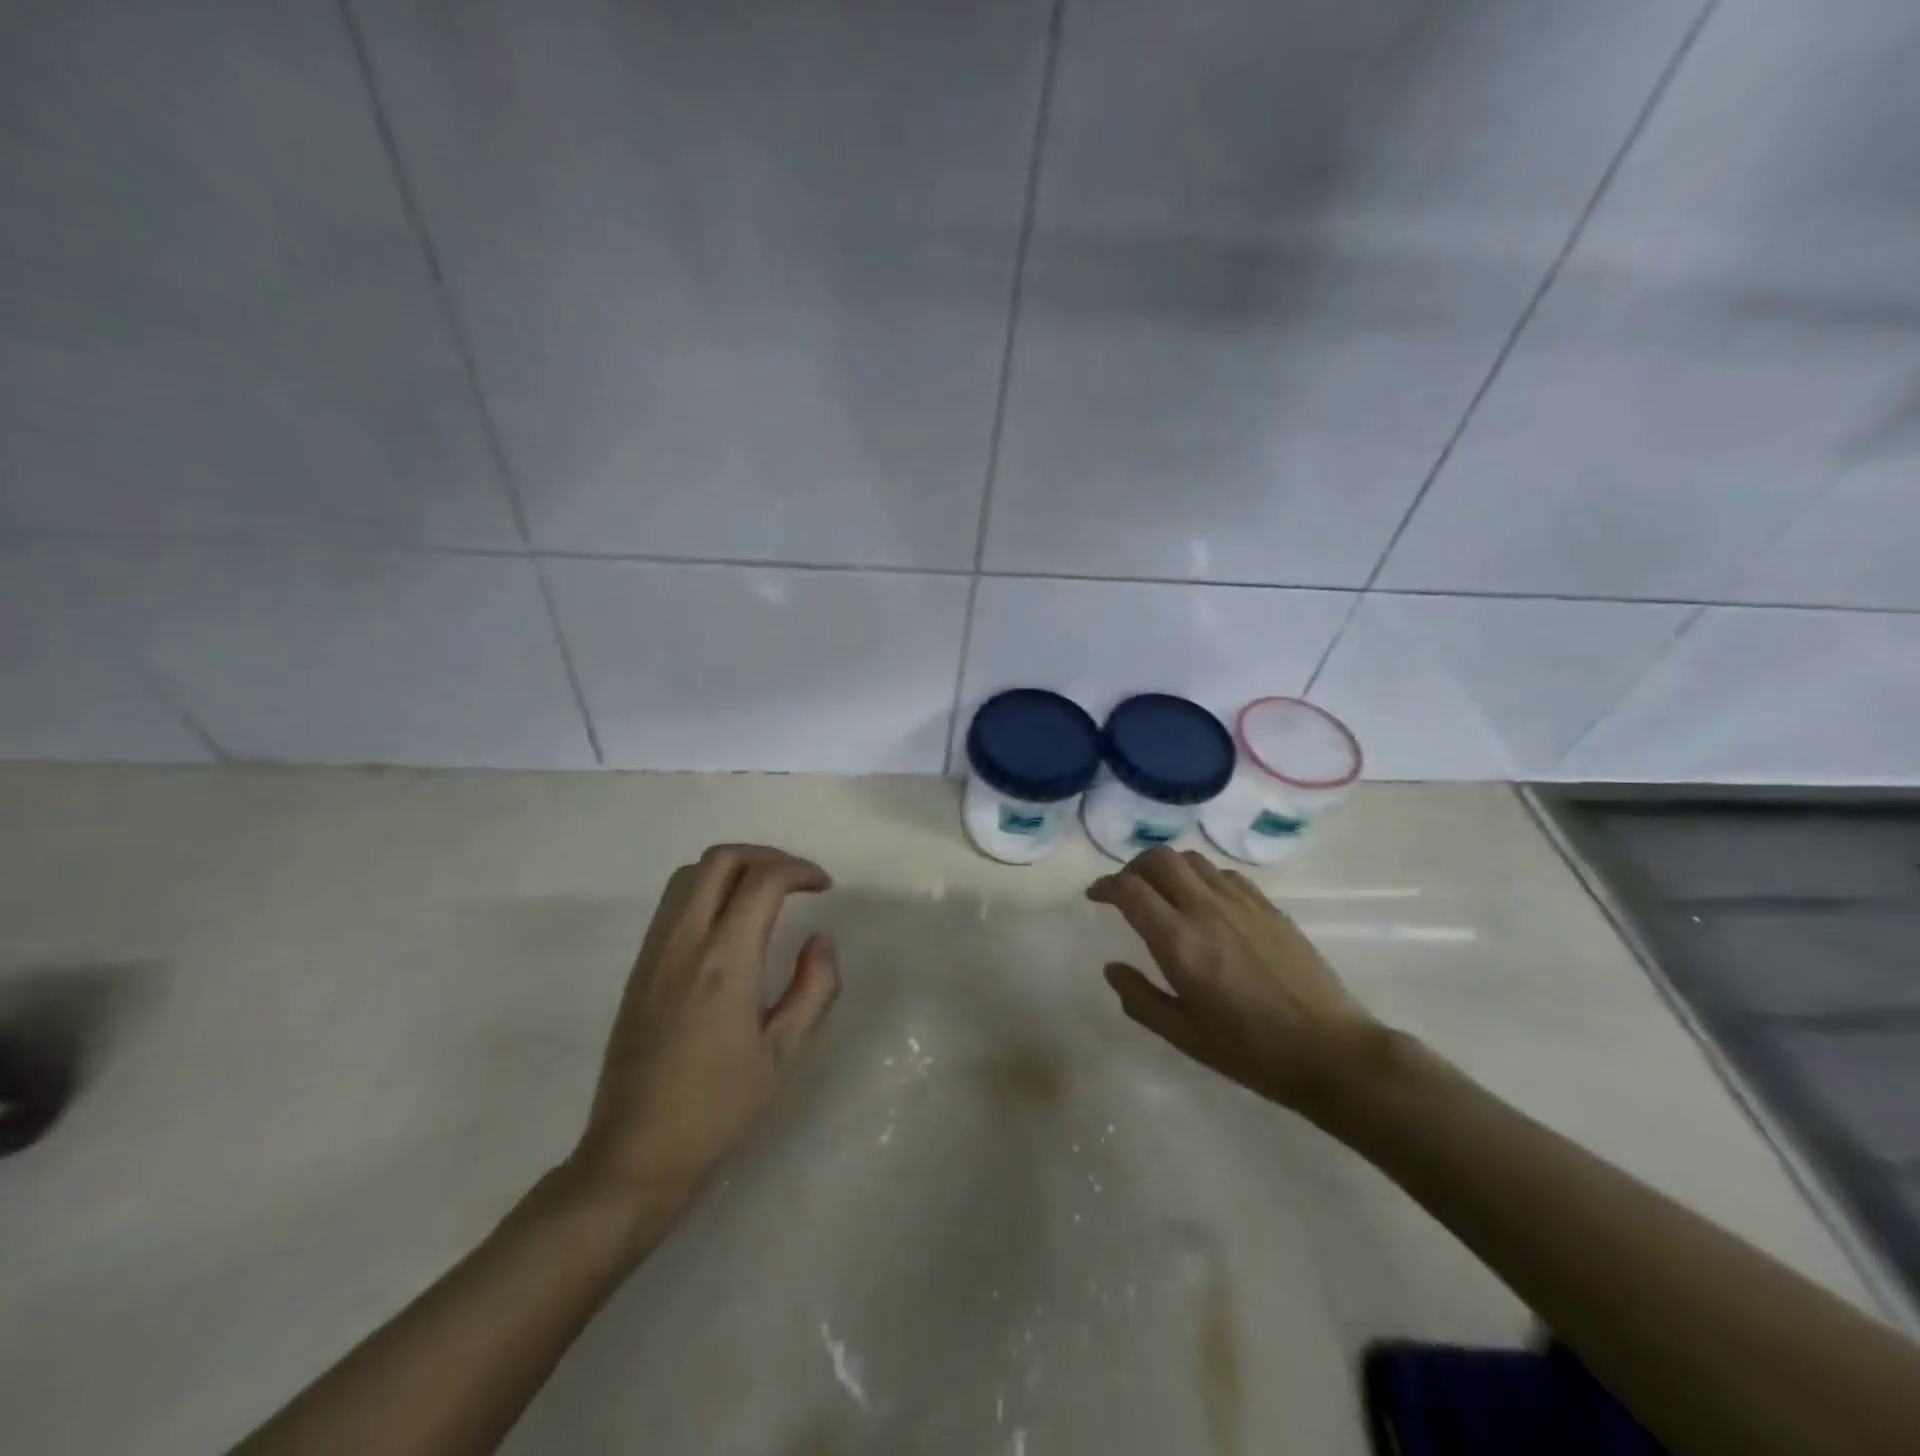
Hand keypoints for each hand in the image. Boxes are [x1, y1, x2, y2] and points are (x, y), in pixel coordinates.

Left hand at [567, 845, 839, 1215]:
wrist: (635, 1154)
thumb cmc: (717, 1109)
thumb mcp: (783, 1054)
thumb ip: (813, 988)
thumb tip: (821, 939)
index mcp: (724, 962)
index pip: (762, 881)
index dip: (799, 870)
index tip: (824, 886)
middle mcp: (684, 943)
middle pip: (720, 860)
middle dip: (766, 856)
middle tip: (797, 879)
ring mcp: (654, 952)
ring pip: (690, 875)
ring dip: (733, 868)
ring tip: (766, 892)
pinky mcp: (639, 967)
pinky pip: (673, 902)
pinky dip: (708, 888)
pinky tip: (730, 922)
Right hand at [1088, 847, 1382, 1117]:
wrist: (1330, 1051)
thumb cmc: (1250, 1051)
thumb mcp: (1184, 1035)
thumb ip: (1140, 998)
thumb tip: (1112, 968)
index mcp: (1179, 942)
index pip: (1130, 890)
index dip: (1105, 886)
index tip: (1095, 896)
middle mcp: (1206, 909)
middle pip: (1159, 859)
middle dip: (1133, 867)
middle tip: (1126, 890)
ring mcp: (1241, 902)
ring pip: (1191, 859)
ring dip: (1167, 868)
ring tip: (1163, 892)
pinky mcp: (1268, 906)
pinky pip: (1223, 874)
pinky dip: (1201, 877)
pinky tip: (1205, 903)